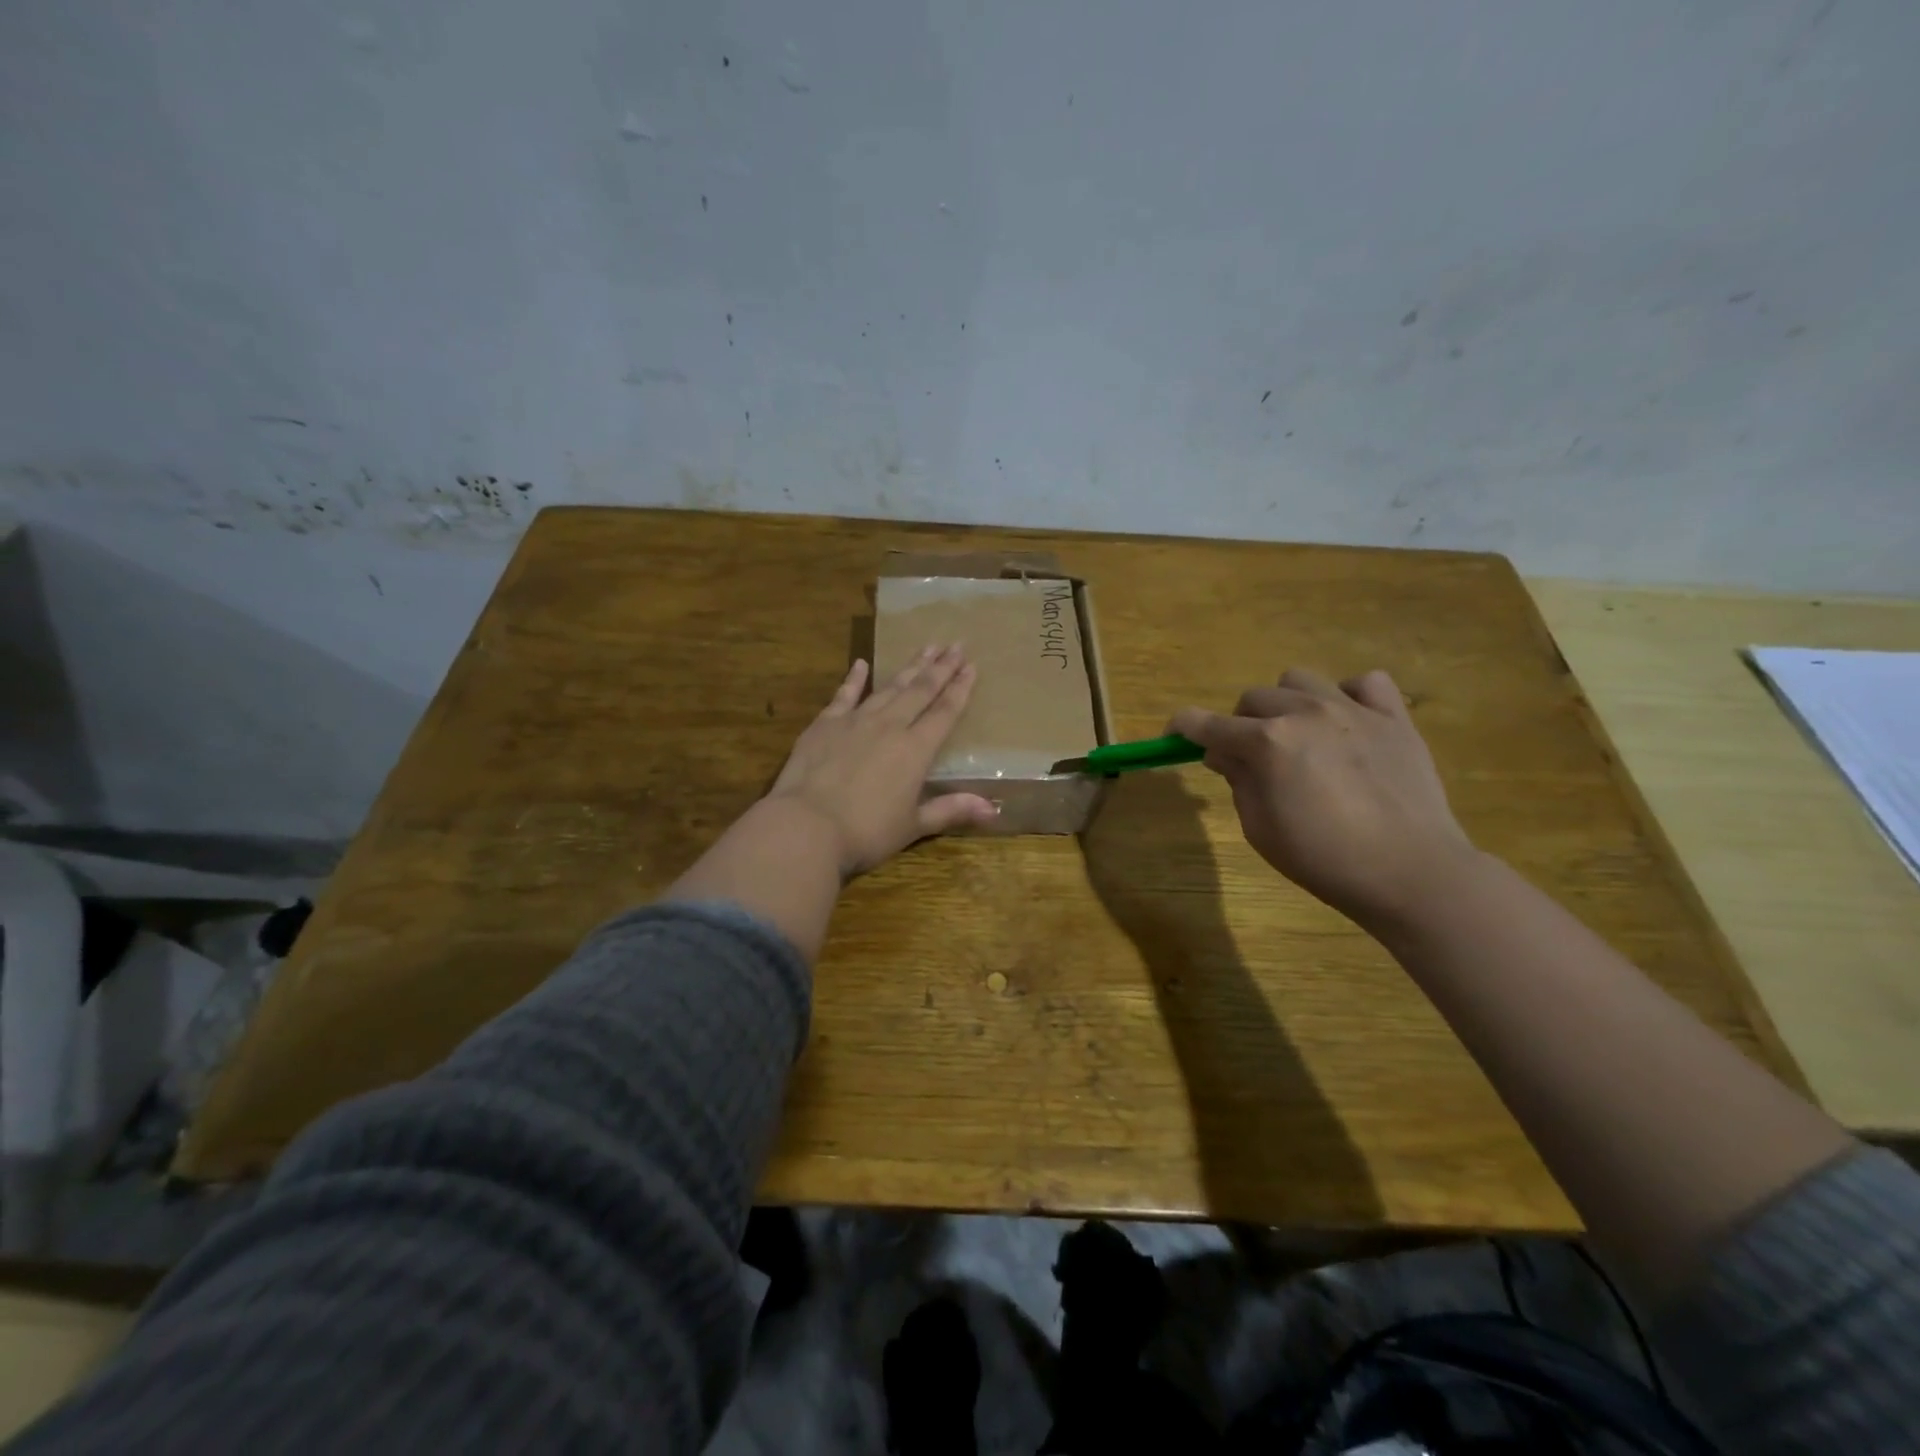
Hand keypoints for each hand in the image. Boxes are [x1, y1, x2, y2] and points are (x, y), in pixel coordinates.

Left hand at [766, 645, 997, 876]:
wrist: (806, 826)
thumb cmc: (865, 832)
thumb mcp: (913, 825)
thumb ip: (951, 810)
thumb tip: (993, 809)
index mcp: (915, 750)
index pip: (944, 713)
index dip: (960, 689)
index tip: (972, 665)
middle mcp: (889, 726)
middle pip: (920, 691)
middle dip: (940, 667)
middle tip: (955, 644)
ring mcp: (855, 721)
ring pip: (889, 688)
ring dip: (909, 667)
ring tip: (925, 647)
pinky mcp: (825, 724)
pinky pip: (844, 694)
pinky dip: (854, 678)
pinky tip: (861, 663)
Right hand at [1169, 668, 1478, 928]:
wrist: (1412, 872)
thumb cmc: (1324, 859)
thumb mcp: (1260, 829)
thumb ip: (1238, 781)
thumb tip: (1223, 753)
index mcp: (1266, 743)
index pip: (1205, 723)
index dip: (1183, 727)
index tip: (1175, 735)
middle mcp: (1304, 713)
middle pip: (1251, 698)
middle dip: (1241, 724)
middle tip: (1253, 758)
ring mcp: (1352, 709)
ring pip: (1299, 679)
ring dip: (1287, 704)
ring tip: (1301, 735)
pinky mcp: (1394, 717)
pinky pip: (1364, 683)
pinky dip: (1348, 697)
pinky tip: (1349, 725)